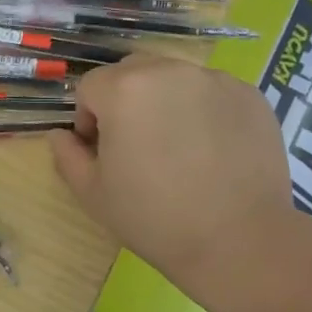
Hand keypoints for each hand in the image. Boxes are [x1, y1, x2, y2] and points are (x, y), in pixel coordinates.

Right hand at [50, 56, 292, 290]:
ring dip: (164, 101)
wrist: (239, 240)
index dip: (87, 118)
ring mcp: (215, 80)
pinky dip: (203, 110)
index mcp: (125, 90)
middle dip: (123, 100)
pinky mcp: (250, 95)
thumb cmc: (154, 218)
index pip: (90, 86)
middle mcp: (169, 71)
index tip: (100, 151)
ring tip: (177, 147)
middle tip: (136, 145)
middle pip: (132, 72)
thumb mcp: (93, 194)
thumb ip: (68, 155)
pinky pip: (211, 92)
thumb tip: (61, 135)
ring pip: (173, 78)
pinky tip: (211, 150)